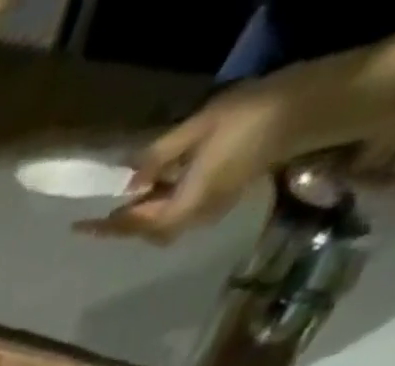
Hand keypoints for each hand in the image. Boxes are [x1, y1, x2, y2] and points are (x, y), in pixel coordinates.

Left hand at [81, 69, 336, 241]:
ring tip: (125, 199)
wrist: (315, 106)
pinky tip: (158, 184)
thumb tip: (130, 180)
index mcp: (185, 205)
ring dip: (144, 214)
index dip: (107, 226)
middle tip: (101, 213)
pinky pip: (183, 208)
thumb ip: (161, 156)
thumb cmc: (255, 114)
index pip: (135, 225)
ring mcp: (213, 208)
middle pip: (149, 231)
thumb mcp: (199, 128)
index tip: (79, 226)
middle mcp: (196, 216)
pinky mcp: (225, 195)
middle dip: (125, 224)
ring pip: (165, 222)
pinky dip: (164, 202)